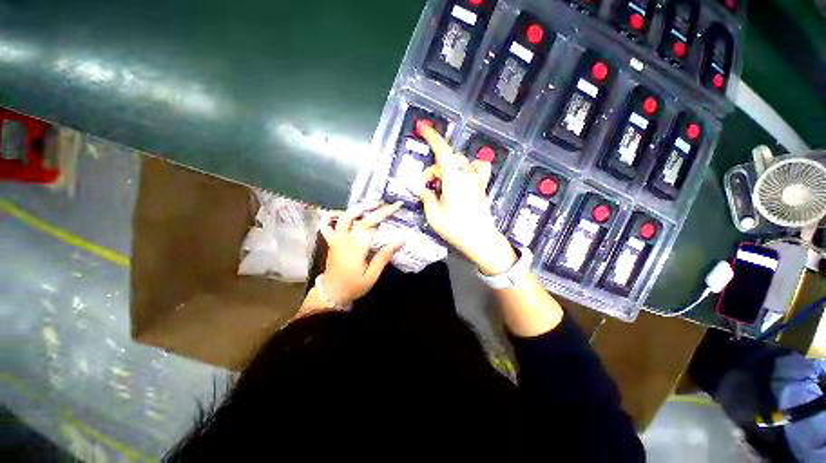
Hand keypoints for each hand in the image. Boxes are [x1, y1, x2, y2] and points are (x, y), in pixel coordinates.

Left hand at [315, 202, 403, 306]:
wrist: (331, 294)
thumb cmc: (353, 286)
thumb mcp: (372, 275)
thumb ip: (384, 256)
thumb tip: (401, 239)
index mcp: (355, 247)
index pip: (371, 223)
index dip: (384, 213)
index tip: (397, 206)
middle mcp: (344, 239)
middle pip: (360, 218)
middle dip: (375, 208)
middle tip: (388, 204)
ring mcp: (335, 239)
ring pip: (344, 217)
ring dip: (358, 208)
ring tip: (371, 204)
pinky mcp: (331, 241)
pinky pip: (327, 225)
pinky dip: (332, 216)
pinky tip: (341, 212)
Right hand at [417, 123, 516, 274]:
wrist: (481, 240)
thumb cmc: (457, 230)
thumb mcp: (434, 215)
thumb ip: (427, 197)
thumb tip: (425, 189)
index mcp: (454, 181)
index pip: (443, 153)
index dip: (433, 138)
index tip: (423, 127)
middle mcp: (466, 177)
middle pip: (448, 160)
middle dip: (433, 170)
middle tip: (425, 186)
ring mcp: (476, 181)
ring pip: (460, 162)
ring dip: (447, 169)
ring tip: (441, 185)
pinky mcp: (480, 187)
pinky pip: (476, 168)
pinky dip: (468, 168)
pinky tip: (462, 177)